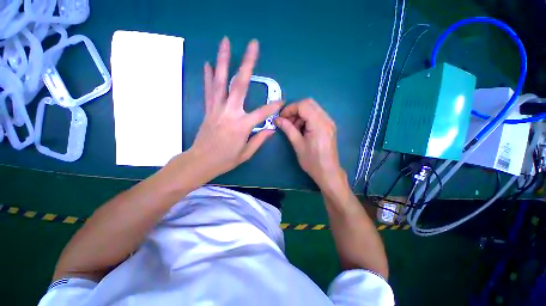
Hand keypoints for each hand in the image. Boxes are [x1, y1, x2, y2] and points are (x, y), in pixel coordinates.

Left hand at [185, 37, 281, 181]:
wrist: (200, 161)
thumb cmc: (225, 160)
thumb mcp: (246, 153)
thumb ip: (259, 140)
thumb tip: (271, 129)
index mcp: (242, 126)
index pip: (262, 113)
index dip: (273, 107)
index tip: (281, 101)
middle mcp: (230, 113)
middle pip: (240, 84)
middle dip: (248, 63)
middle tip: (253, 45)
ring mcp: (217, 108)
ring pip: (221, 81)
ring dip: (224, 60)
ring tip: (225, 41)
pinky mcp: (208, 109)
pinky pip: (209, 90)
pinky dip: (208, 76)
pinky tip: (209, 63)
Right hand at [275, 99, 346, 191]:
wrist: (327, 172)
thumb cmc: (312, 161)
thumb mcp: (297, 144)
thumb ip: (288, 129)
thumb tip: (277, 119)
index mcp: (319, 124)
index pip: (303, 106)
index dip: (290, 109)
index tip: (281, 117)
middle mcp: (326, 119)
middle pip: (309, 103)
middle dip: (295, 110)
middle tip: (286, 120)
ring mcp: (329, 122)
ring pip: (313, 108)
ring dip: (300, 114)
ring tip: (293, 127)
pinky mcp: (328, 126)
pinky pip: (316, 115)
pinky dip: (306, 118)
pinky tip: (301, 129)